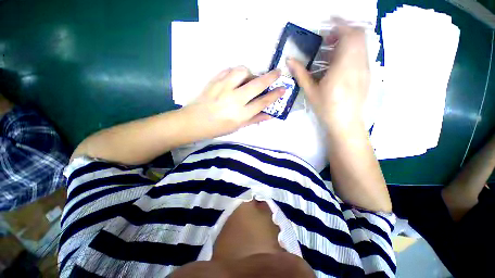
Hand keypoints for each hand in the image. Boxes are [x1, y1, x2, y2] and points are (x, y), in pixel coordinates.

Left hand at [182, 66, 285, 138]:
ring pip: (242, 71)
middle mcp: (234, 100)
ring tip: (250, 79)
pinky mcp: (214, 81)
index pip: (262, 102)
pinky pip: (229, 70)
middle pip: (256, 85)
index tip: (283, 89)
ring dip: (250, 73)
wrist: (194, 121)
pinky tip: (236, 78)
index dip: (274, 95)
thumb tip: (270, 115)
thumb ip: (255, 119)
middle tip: (278, 72)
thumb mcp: (238, 127)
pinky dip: (236, 72)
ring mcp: (223, 88)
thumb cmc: (218, 128)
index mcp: (240, 114)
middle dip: (270, 77)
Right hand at [288, 22, 369, 131]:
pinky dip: (352, 50)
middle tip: (327, 40)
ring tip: (331, 52)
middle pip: (358, 35)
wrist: (346, 123)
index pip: (349, 34)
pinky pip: (362, 53)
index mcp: (343, 66)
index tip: (328, 22)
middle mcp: (358, 63)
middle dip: (343, 31)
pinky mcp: (367, 73)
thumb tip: (289, 59)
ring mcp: (365, 68)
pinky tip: (339, 64)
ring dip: (347, 41)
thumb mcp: (310, 91)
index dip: (340, 23)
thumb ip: (300, 73)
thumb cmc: (326, 108)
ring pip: (361, 44)